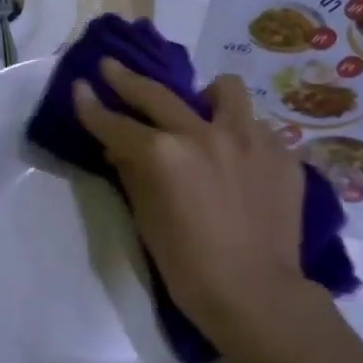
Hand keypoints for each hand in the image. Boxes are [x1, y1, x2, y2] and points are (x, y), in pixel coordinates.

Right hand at [74, 59, 306, 347]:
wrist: (256, 295)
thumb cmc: (189, 267)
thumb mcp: (147, 220)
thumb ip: (133, 175)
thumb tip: (120, 150)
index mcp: (163, 154)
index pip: (115, 123)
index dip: (91, 105)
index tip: (80, 87)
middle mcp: (204, 134)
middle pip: (156, 94)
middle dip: (125, 78)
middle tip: (111, 67)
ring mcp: (249, 139)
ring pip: (225, 90)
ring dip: (207, 97)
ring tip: (205, 112)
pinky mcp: (281, 154)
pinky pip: (257, 128)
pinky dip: (242, 138)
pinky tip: (241, 162)